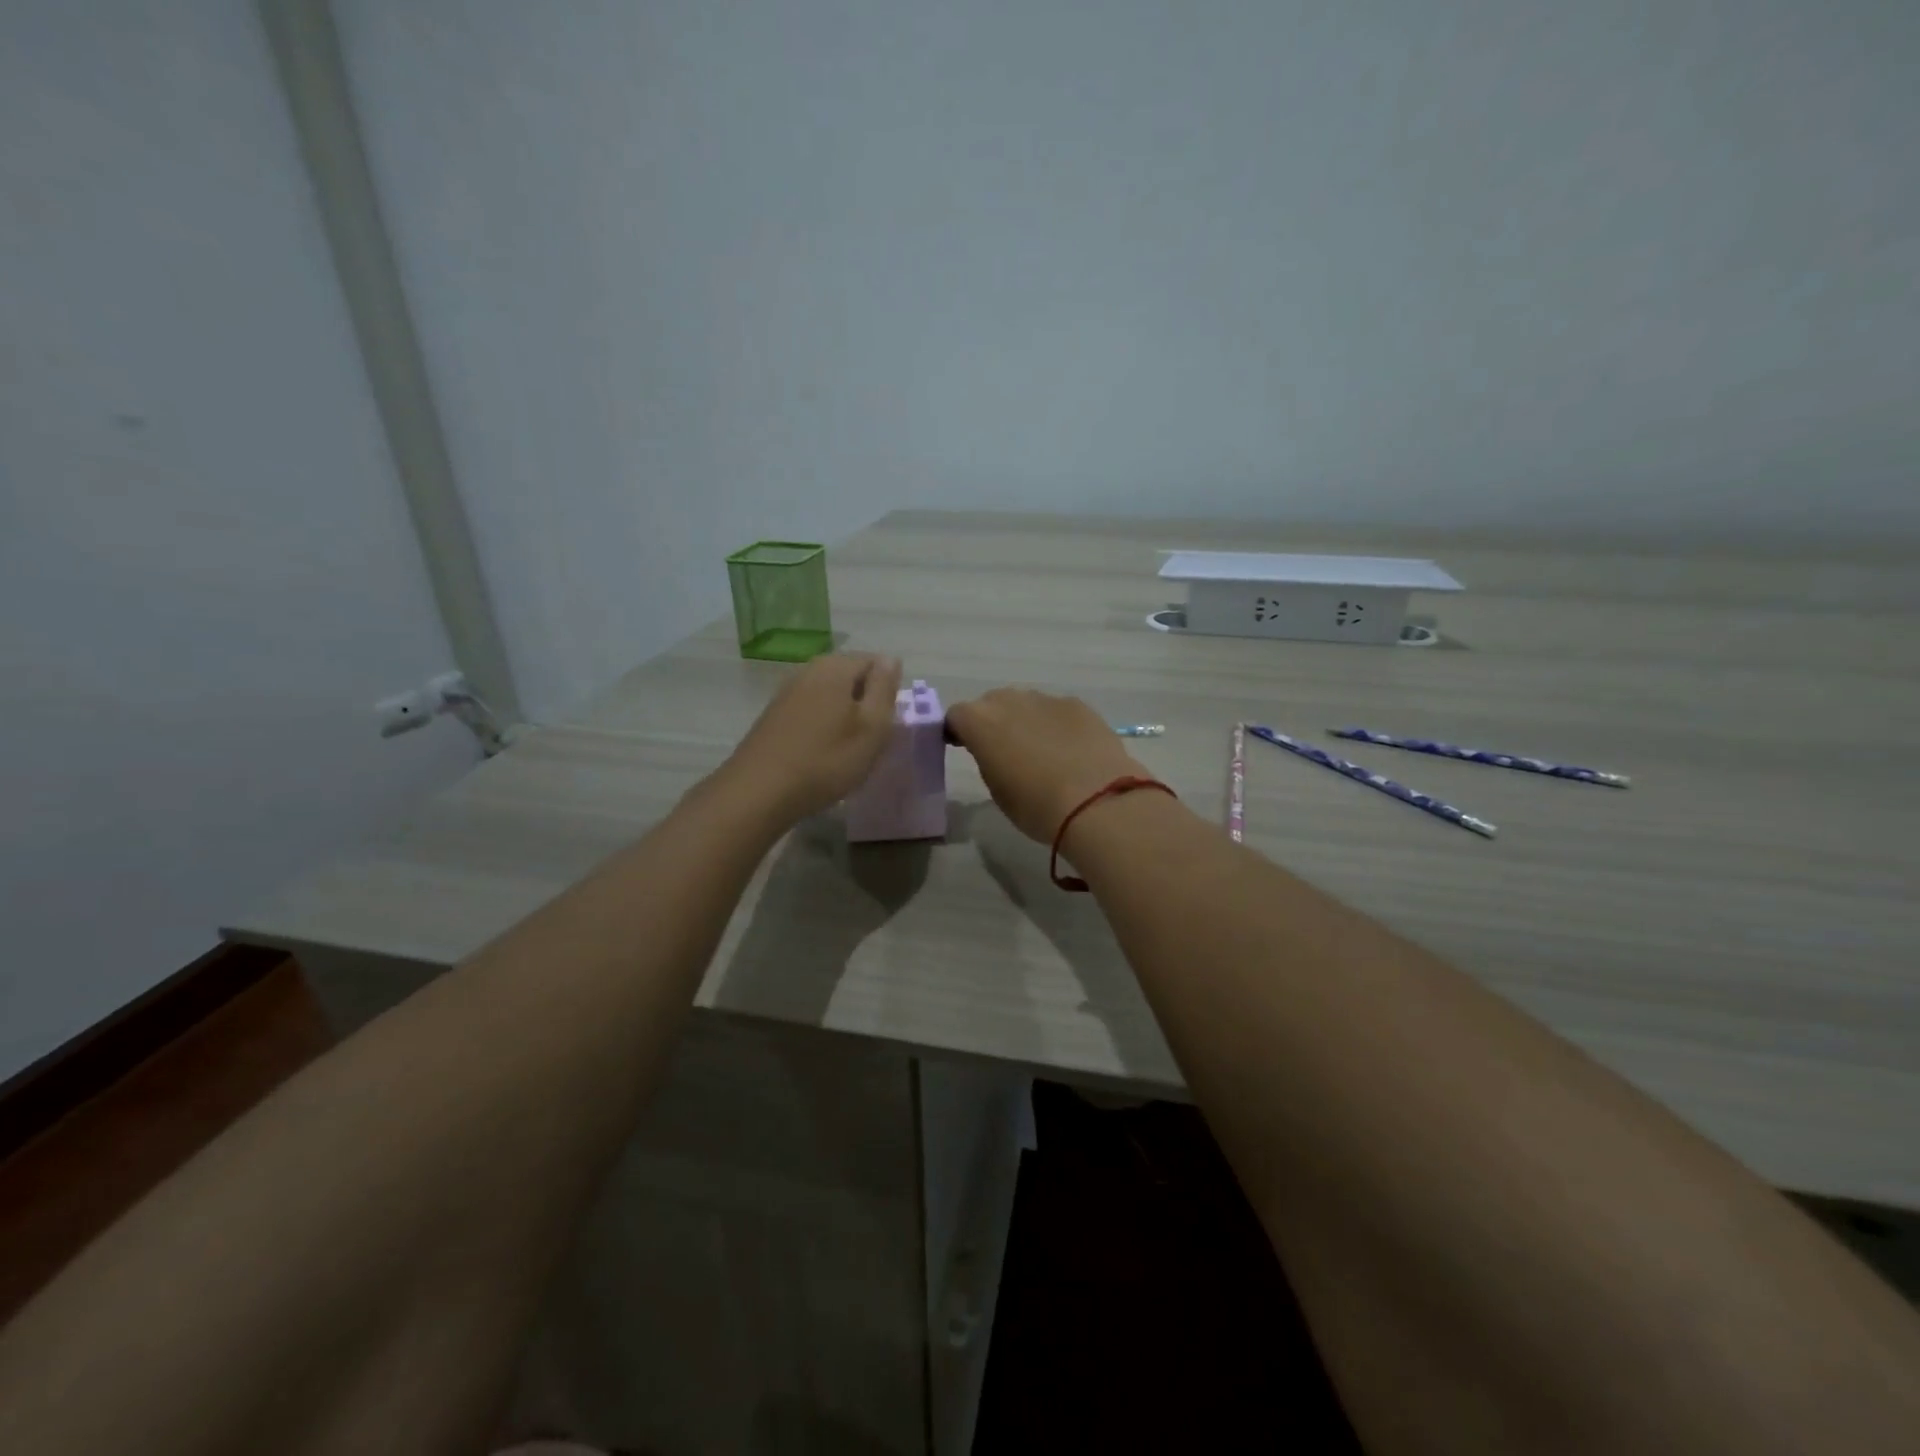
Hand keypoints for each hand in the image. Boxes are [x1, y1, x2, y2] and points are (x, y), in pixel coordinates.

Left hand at [721, 653, 903, 823]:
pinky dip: (823, 726)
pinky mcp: (774, 715)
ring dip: (844, 716)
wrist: (759, 792)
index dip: (888, 690)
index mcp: (835, 667)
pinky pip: (811, 711)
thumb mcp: (872, 727)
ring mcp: (787, 692)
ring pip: (830, 695)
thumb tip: (890, 659)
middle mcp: (808, 670)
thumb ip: (884, 688)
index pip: (876, 662)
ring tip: (848, 749)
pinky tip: (822, 753)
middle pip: (851, 677)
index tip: (886, 722)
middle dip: (866, 702)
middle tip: (871, 738)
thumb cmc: (826, 760)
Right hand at [945, 688, 1147, 843]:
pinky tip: (1070, 750)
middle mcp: (1009, 700)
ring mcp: (1046, 698)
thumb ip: (989, 760)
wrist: (1095, 801)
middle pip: (991, 704)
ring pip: (1026, 704)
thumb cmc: (1035, 805)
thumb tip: (997, 751)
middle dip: (993, 722)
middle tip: (1003, 751)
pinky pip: (1056, 711)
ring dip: (1025, 721)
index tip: (965, 747)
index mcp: (979, 721)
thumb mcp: (997, 789)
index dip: (958, 731)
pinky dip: (1056, 724)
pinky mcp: (1077, 704)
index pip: (956, 716)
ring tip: (1041, 752)